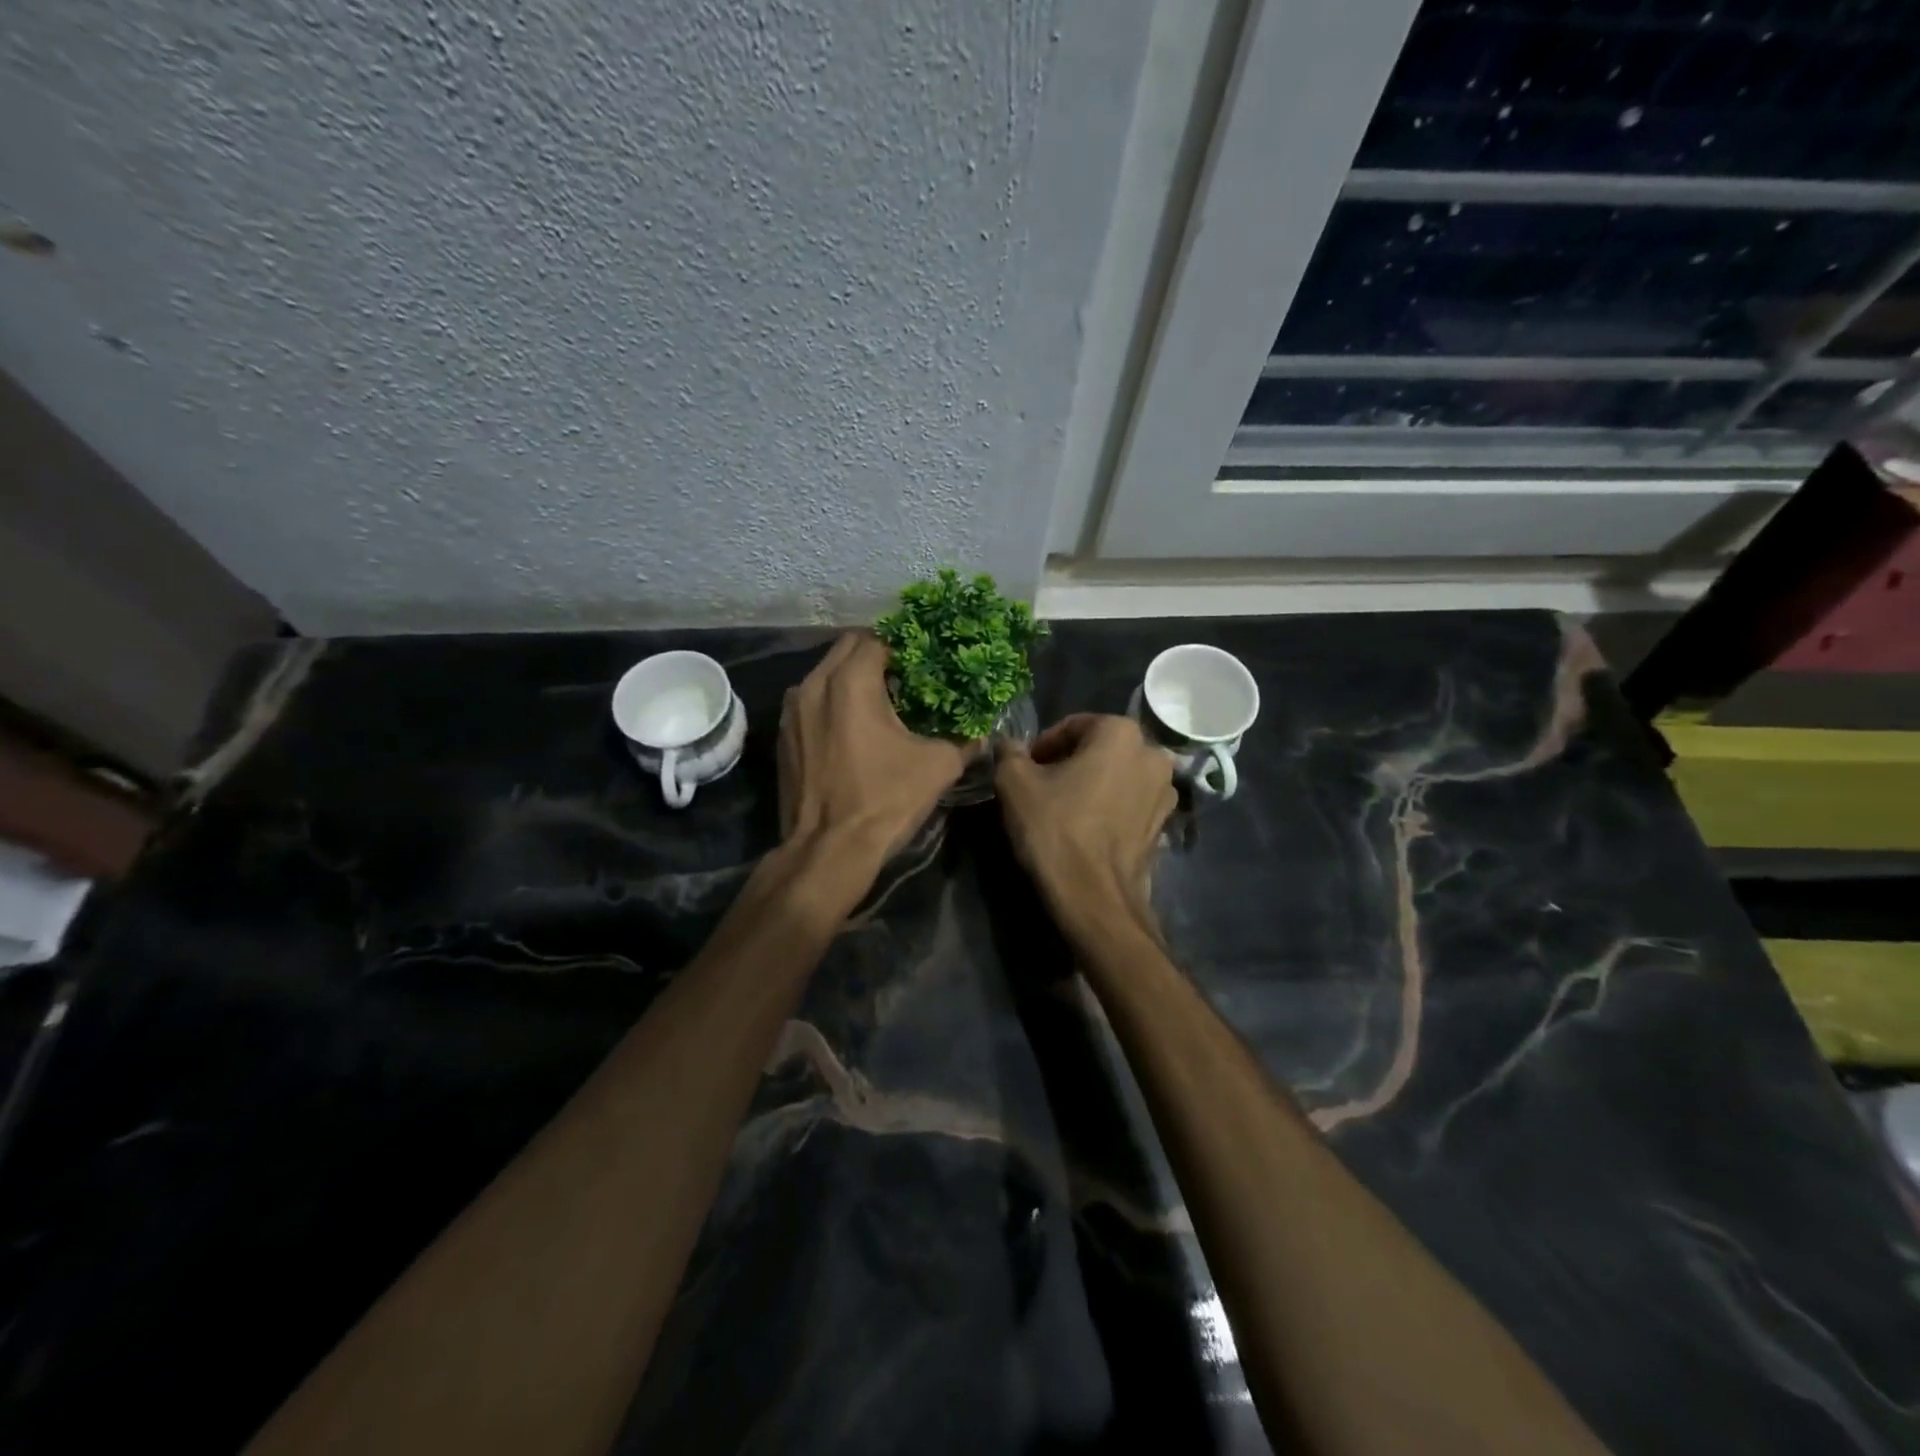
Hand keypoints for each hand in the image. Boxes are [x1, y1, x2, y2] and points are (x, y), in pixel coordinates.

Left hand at [778, 633, 967, 873]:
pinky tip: (854, 727)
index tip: (925, 659)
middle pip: (847, 649)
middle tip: (906, 675)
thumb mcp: (937, 766)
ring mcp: (792, 710)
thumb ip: (963, 740)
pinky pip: (811, 701)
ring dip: (852, 678)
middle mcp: (814, 684)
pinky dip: (832, 702)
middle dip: (877, 655)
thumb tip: (980, 732)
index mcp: (851, 682)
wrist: (827, 850)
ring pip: (825, 674)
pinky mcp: (783, 735)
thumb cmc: (884, 800)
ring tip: (881, 699)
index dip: (905, 644)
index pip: (878, 638)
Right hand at [995, 714, 1175, 927]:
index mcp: (1121, 733)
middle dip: (1069, 763)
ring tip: (1063, 809)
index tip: (1023, 770)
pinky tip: (1085, 828)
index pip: (1071, 726)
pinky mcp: (1165, 824)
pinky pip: (1129, 802)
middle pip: (1098, 749)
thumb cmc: (1056, 829)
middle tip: (1039, 787)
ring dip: (1090, 784)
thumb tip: (1010, 745)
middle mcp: (1153, 754)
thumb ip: (1010, 753)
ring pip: (1116, 775)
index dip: (1042, 746)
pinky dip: (1108, 807)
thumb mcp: (1015, 783)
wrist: (1094, 897)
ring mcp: (1165, 791)